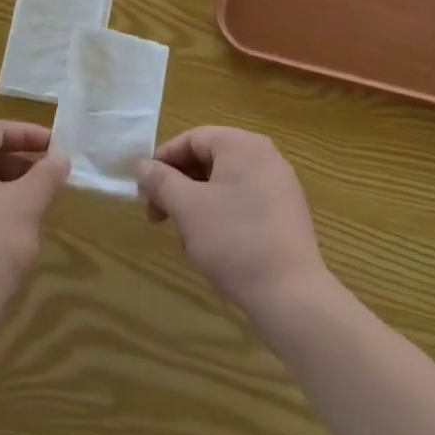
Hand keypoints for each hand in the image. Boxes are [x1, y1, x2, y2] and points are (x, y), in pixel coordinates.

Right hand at [138, 127, 332, 318]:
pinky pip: (244, 201)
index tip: (144, 190)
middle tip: (158, 216)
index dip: (163, 160)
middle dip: (179, 186)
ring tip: (185, 238)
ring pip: (224, 183)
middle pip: (209, 159)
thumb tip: (142, 166)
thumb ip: (161, 181)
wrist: (292, 296)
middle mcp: (265, 156)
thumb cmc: (235, 241)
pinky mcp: (286, 214)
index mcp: (243, 144)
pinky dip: (221, 215)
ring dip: (197, 204)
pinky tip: (212, 246)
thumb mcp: (188, 208)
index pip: (193, 139)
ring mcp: (280, 185)